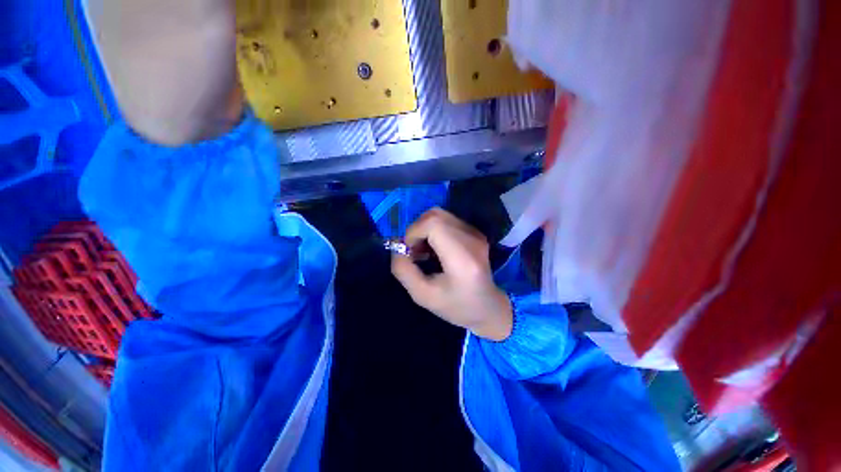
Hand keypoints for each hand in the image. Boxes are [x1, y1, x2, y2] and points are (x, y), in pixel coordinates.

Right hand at [391, 208, 512, 340]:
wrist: (488, 308)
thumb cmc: (456, 307)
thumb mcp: (422, 295)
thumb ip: (403, 270)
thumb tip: (396, 246)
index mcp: (462, 258)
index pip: (434, 223)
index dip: (414, 232)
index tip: (409, 251)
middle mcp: (472, 239)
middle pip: (435, 215)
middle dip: (417, 230)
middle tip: (414, 251)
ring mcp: (476, 233)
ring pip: (440, 215)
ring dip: (424, 229)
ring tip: (424, 251)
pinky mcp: (475, 232)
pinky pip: (447, 221)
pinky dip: (434, 231)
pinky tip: (435, 249)